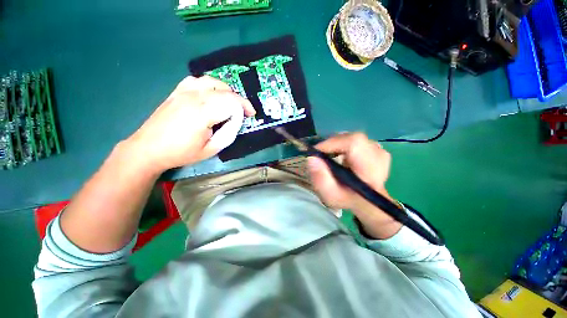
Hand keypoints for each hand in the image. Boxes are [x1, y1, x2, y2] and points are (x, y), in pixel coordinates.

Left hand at [125, 76, 255, 172]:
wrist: (149, 148)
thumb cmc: (181, 153)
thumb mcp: (211, 149)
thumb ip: (228, 134)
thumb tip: (237, 121)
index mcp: (203, 113)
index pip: (232, 103)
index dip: (245, 107)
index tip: (250, 115)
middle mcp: (194, 98)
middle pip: (225, 91)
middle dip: (239, 100)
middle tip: (244, 112)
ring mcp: (183, 92)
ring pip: (213, 81)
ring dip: (226, 91)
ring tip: (230, 102)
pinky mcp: (177, 91)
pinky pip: (197, 80)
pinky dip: (210, 85)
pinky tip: (212, 94)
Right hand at [307, 132, 401, 238]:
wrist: (366, 200)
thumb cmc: (348, 199)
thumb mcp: (330, 196)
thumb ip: (320, 179)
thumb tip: (312, 158)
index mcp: (370, 171)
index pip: (354, 143)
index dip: (333, 142)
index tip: (317, 151)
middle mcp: (379, 157)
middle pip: (352, 138)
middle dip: (333, 143)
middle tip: (322, 154)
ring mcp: (379, 150)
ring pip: (353, 138)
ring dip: (338, 144)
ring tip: (331, 156)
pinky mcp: (376, 148)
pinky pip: (356, 139)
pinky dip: (344, 144)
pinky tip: (341, 155)